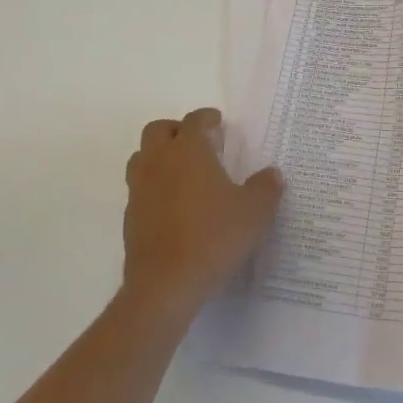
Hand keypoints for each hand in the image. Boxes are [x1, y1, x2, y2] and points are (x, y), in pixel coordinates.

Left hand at [122, 108, 283, 318]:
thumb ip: (266, 188)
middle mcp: (159, 161)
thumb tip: (272, 174)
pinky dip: (154, 188)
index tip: (217, 123)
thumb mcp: (254, 212)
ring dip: (159, 157)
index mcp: (188, 150)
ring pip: (142, 158)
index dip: (207, 118)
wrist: (165, 285)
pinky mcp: (130, 217)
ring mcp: (139, 189)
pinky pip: (140, 189)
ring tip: (182, 172)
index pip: (194, 120)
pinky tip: (173, 206)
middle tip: (198, 143)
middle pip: (158, 130)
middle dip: (176, 130)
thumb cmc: (213, 237)